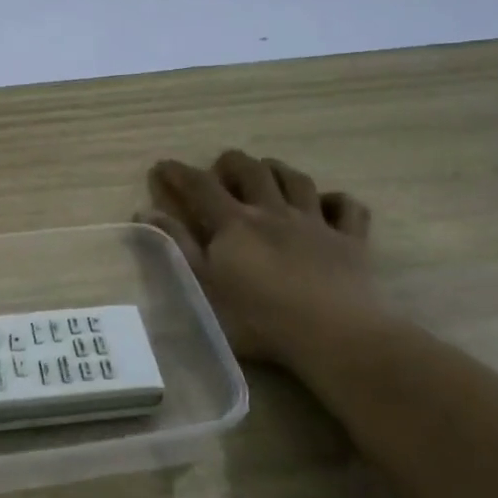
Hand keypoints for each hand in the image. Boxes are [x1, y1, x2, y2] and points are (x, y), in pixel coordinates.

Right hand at [139, 150, 382, 365]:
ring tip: (267, 172)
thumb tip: (146, 212)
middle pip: (251, 171)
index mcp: (235, 224)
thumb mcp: (203, 287)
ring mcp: (315, 223)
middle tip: (220, 170)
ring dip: (278, 170)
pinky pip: (348, 207)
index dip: (179, 173)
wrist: (333, 333)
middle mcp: (274, 212)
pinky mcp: (350, 240)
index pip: (201, 186)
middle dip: (231, 163)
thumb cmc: (258, 319)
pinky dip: (336, 200)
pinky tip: (328, 204)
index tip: (163, 166)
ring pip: (297, 180)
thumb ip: (178, 247)